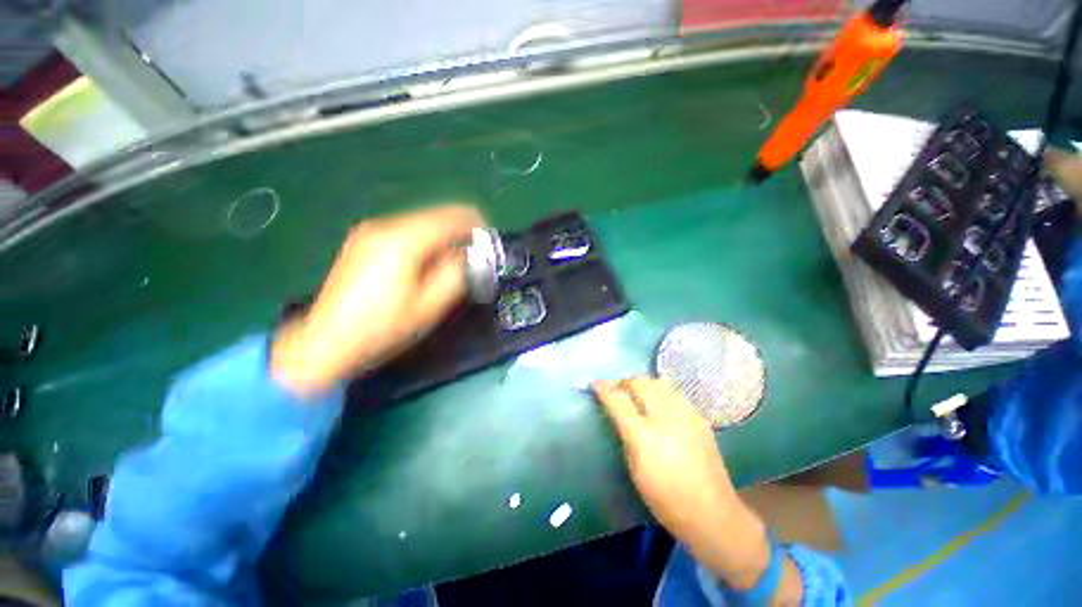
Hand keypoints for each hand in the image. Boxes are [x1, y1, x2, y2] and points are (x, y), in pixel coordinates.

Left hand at [272, 205, 484, 396]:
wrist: (327, 342)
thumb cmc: (383, 327)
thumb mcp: (430, 305)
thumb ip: (456, 274)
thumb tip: (467, 255)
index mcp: (404, 240)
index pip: (451, 217)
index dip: (476, 225)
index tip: (489, 243)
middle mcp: (386, 226)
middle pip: (436, 216)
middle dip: (459, 234)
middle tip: (472, 260)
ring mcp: (371, 231)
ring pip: (422, 223)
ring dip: (442, 240)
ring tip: (449, 267)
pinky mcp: (364, 241)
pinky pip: (406, 232)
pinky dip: (425, 243)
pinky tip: (424, 266)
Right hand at [594, 377, 800, 599]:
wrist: (712, 513)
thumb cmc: (665, 498)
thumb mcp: (635, 468)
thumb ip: (625, 432)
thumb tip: (618, 410)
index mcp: (644, 435)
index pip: (618, 399)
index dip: (604, 388)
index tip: (595, 384)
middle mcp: (665, 417)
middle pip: (639, 382)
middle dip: (623, 382)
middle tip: (616, 389)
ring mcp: (686, 414)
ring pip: (658, 382)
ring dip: (642, 383)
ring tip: (636, 393)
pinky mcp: (699, 416)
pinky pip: (674, 392)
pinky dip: (660, 391)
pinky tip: (658, 403)